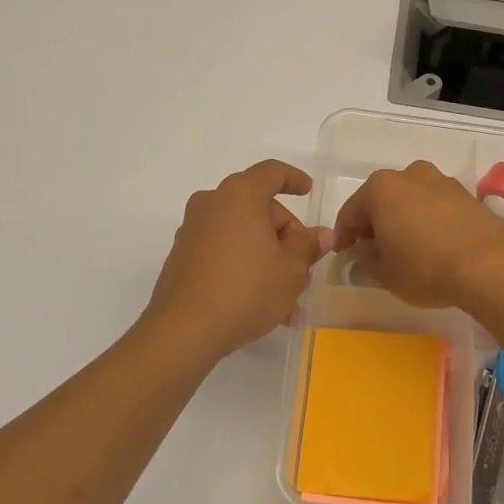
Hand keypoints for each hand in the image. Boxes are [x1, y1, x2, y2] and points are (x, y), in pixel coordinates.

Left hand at [141, 160, 331, 361]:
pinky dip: (245, 268)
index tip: (308, 191)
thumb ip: (309, 246)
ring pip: (242, 235)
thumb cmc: (247, 289)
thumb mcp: (292, 270)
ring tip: (289, 299)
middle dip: (285, 234)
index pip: (271, 172)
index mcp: (240, 195)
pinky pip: (224, 254)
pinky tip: (262, 303)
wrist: (184, 330)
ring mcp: (192, 232)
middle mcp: (211, 204)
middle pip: (257, 207)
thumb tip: (321, 235)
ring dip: (267, 258)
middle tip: (304, 267)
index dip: (294, 179)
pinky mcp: (182, 259)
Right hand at [331, 161, 503, 308]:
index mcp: (380, 188)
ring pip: (410, 200)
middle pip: (381, 200)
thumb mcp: (384, 272)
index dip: (343, 237)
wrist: (489, 267)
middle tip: (373, 252)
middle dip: (374, 224)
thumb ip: (365, 258)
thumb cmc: (424, 268)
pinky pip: (436, 207)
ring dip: (403, 220)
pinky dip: (428, 221)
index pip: (350, 213)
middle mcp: (409, 174)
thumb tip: (364, 251)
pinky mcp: (467, 195)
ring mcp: (441, 181)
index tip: (343, 256)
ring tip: (406, 249)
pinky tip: (432, 245)